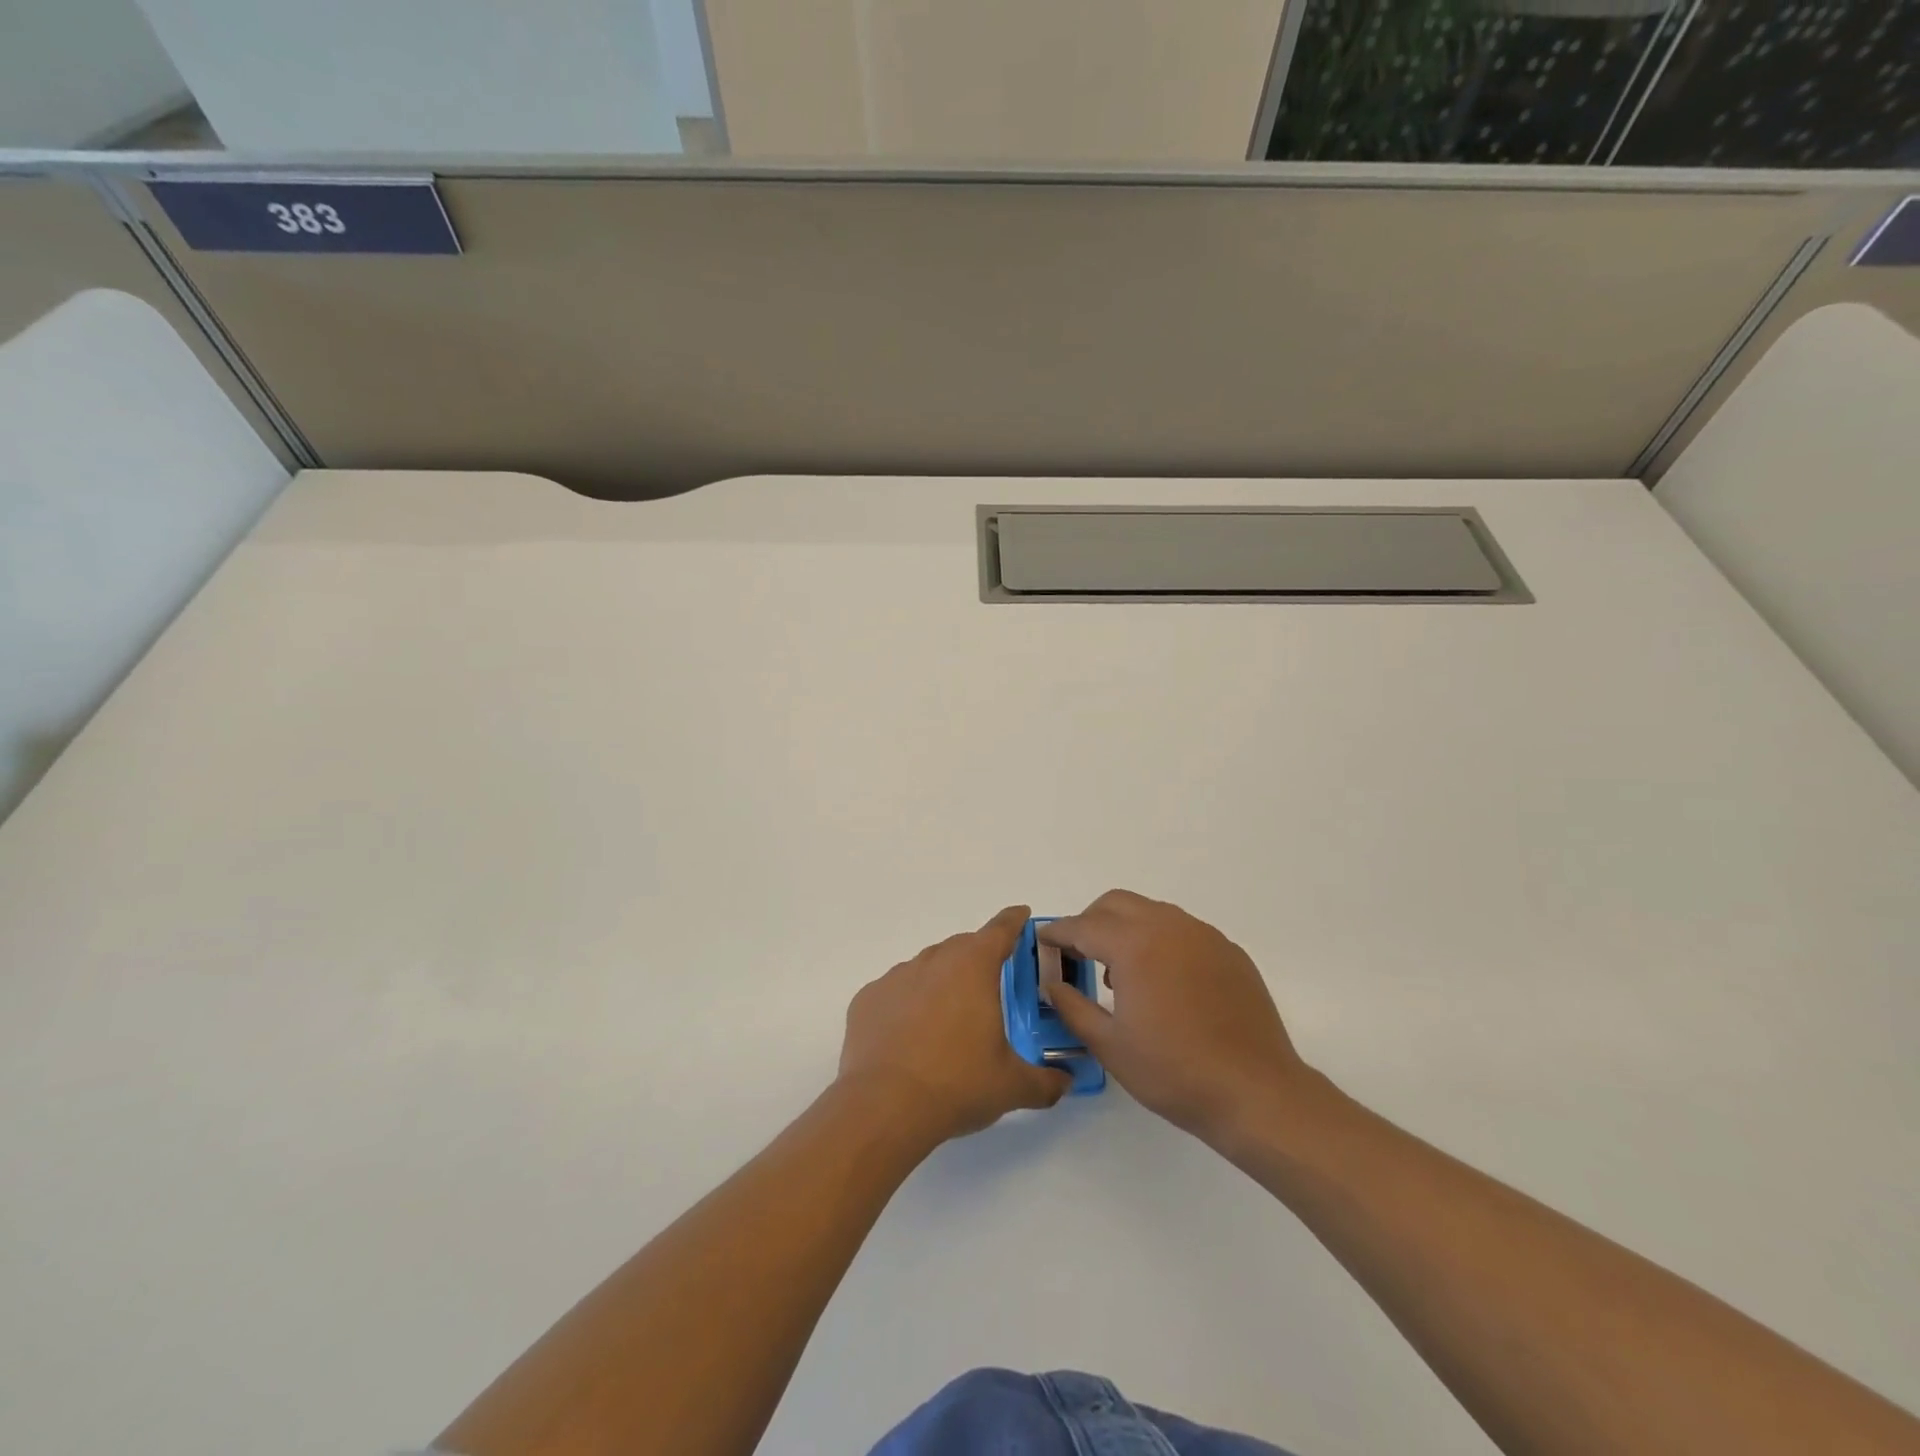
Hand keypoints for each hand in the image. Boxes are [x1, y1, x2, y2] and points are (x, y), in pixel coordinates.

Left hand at [838, 905, 1070, 1144]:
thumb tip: (1064, 1082)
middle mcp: (934, 960)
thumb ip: (1045, 1082)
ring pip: (926, 968)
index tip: (1020, 915)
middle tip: (990, 988)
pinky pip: (895, 993)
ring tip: (948, 1022)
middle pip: (962, 947)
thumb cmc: (957, 1084)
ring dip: (941, 983)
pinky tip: (910, 1038)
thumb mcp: (1012, 1087)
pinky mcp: (867, 999)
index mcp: (973, 967)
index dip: (1013, 921)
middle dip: (978, 959)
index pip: (1000, 930)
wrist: (883, 1106)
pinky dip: (907, 1005)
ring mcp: (896, 977)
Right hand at [1042, 890, 1311, 1146]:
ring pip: (1152, 912)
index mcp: (1134, 945)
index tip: (1042, 940)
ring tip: (1120, 973)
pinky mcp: (1229, 952)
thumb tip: (1052, 984)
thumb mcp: (1110, 1045)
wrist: (1256, 1093)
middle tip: (1078, 954)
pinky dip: (1160, 941)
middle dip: (1090, 921)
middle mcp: (1169, 926)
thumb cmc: (1174, 1072)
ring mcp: (1204, 935)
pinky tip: (1162, 983)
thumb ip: (1072, 1007)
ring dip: (1126, 928)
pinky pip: (1183, 931)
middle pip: (1116, 904)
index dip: (1058, 933)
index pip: (1083, 926)